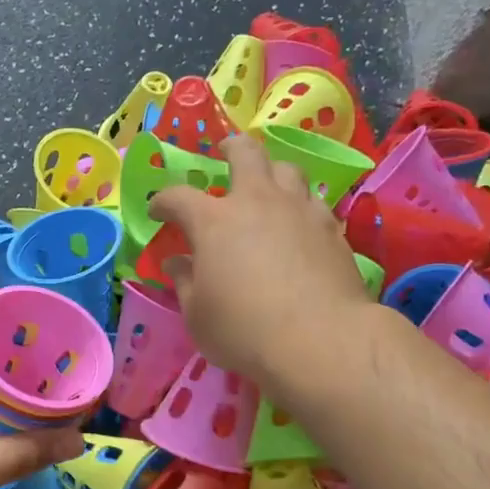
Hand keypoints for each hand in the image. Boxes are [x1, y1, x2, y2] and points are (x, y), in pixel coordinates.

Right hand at [147, 132, 368, 379]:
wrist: (319, 339)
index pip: (178, 197)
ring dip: (272, 173)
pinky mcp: (332, 229)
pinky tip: (300, 224)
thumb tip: (176, 263)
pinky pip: (314, 202)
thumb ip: (185, 283)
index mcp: (213, 222)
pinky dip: (301, 205)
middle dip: (230, 148)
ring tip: (268, 187)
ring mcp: (299, 211)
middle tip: (224, 153)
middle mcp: (257, 202)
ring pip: (287, 169)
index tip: (157, 211)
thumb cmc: (243, 330)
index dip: (163, 201)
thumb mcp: (197, 315)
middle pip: (245, 153)